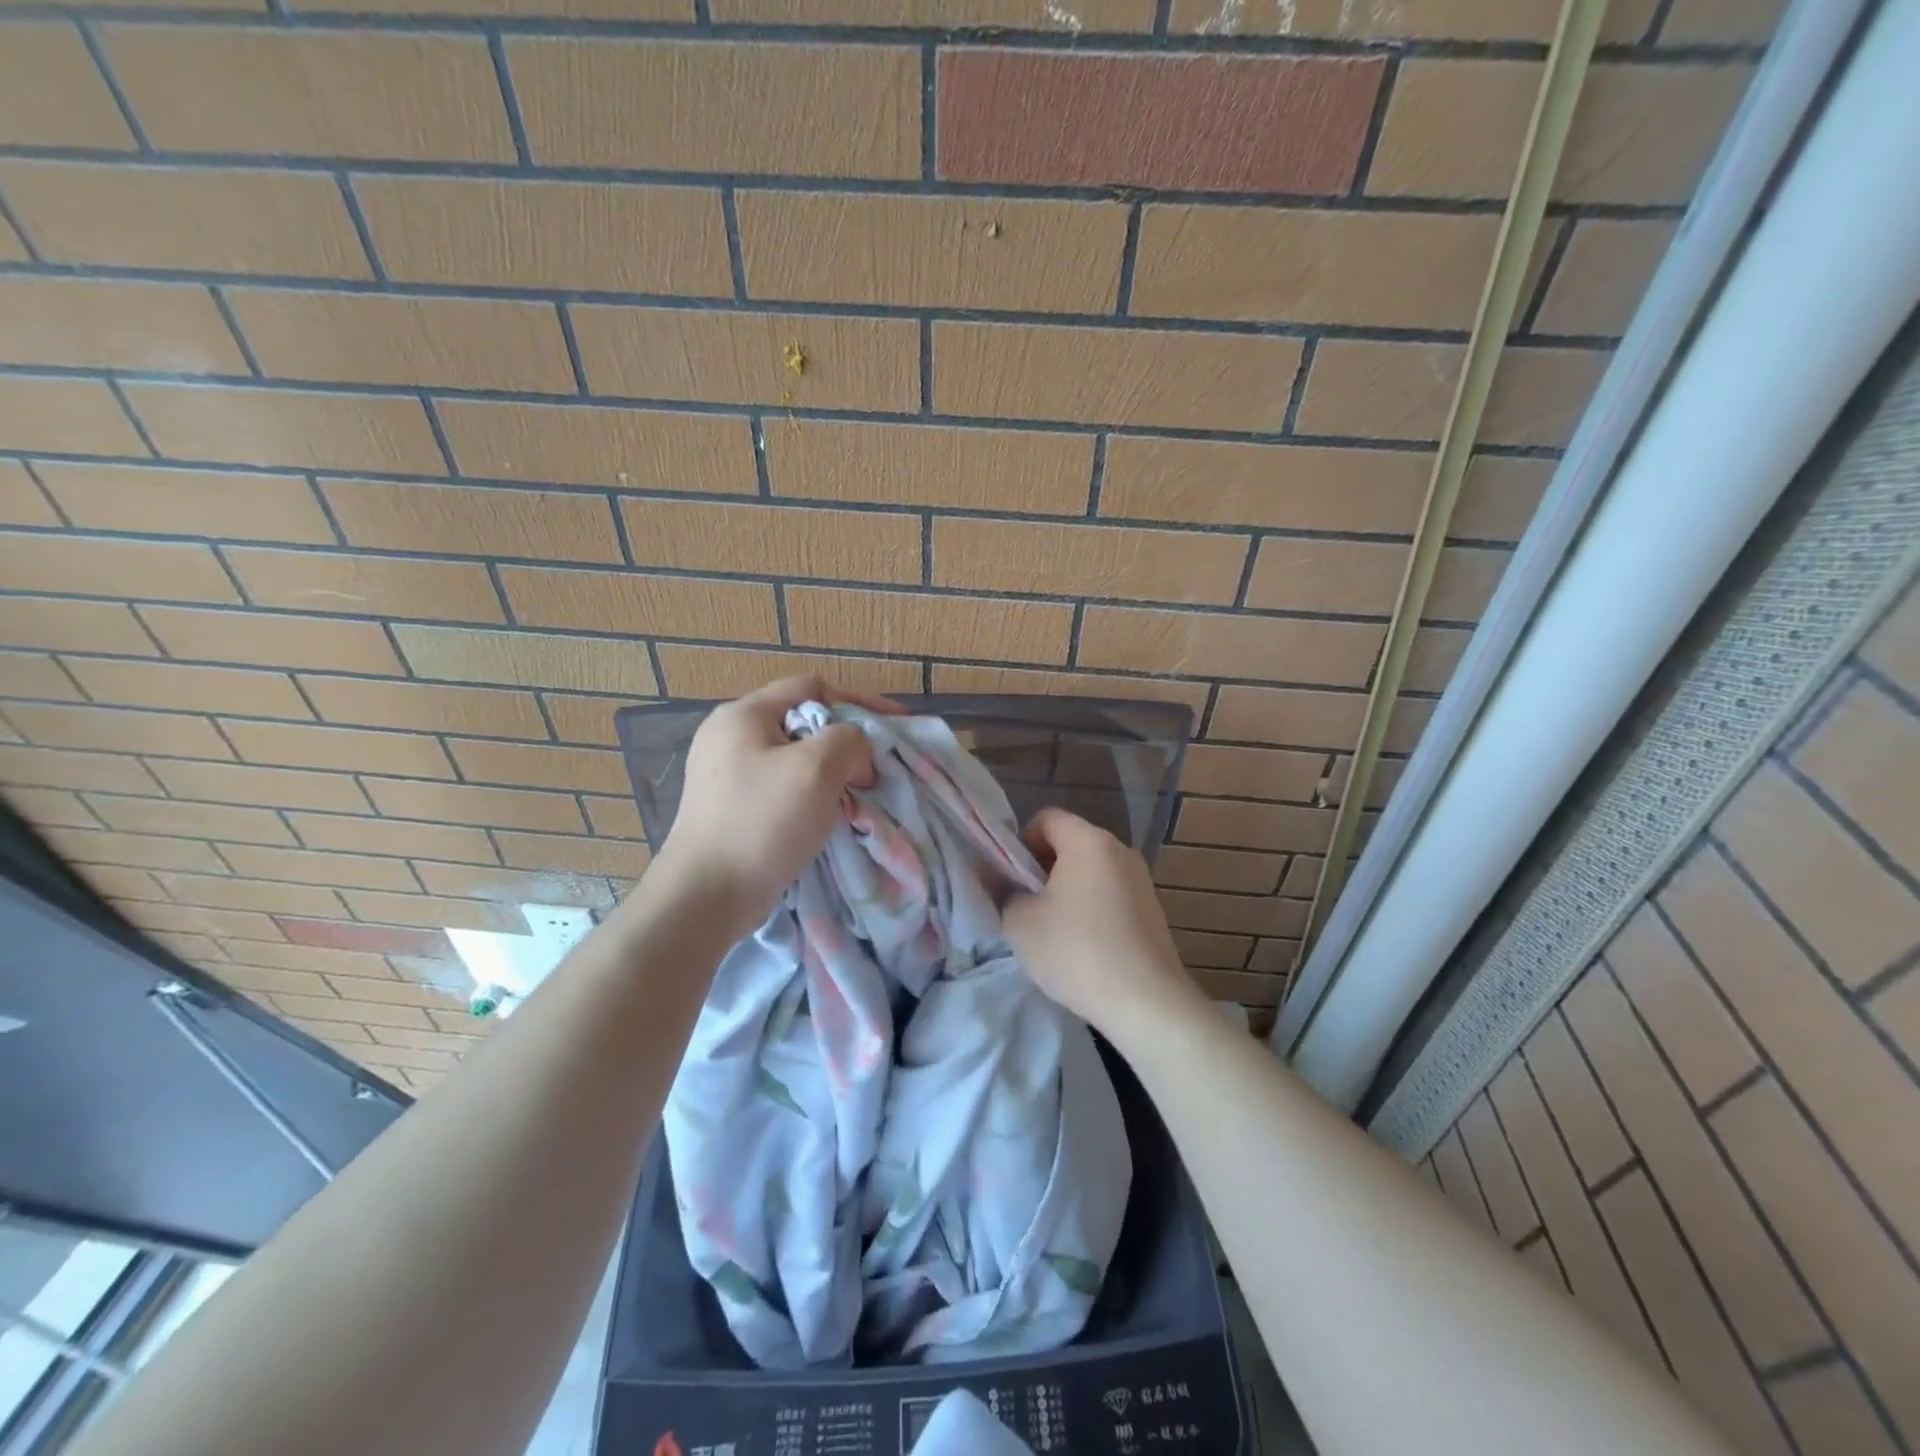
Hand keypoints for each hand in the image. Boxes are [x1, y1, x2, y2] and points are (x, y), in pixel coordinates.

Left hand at [650, 678, 897, 938]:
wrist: (706, 896)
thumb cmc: (762, 823)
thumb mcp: (816, 769)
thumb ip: (848, 740)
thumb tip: (855, 751)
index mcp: (743, 716)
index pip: (811, 688)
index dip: (858, 701)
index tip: (895, 725)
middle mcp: (730, 738)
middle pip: (803, 723)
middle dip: (847, 742)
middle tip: (876, 769)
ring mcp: (727, 776)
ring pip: (796, 760)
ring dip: (833, 773)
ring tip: (860, 794)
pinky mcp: (732, 809)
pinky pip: (783, 790)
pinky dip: (813, 797)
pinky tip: (831, 817)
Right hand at [1002, 808, 1206, 1036]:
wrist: (1145, 1001)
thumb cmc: (1075, 951)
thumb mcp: (1019, 922)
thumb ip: (1003, 891)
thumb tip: (998, 877)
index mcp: (1088, 841)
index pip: (1046, 818)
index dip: (1020, 842)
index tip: (1012, 878)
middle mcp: (1119, 849)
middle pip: (1070, 842)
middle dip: (1043, 867)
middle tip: (1027, 904)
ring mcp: (1141, 879)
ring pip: (1092, 870)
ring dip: (1069, 889)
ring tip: (1054, 929)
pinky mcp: (1153, 908)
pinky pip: (1112, 893)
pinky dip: (1093, 907)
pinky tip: (1084, 945)